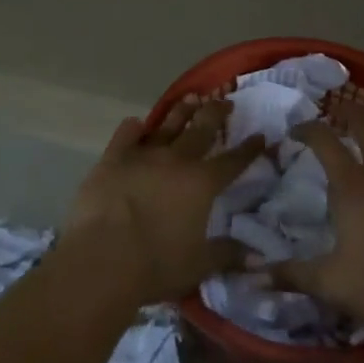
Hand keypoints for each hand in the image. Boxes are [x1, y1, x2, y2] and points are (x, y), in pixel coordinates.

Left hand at [67, 98, 265, 305]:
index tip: (260, 135)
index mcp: (202, 183)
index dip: (249, 149)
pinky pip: (127, 133)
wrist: (103, 259)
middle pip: (202, 129)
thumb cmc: (156, 265)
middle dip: (217, 113)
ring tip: (192, 97)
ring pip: (168, 124)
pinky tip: (138, 124)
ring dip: (182, 110)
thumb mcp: (199, 265)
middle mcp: (177, 160)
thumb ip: (228, 255)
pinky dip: (134, 127)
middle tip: (225, 101)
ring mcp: (143, 154)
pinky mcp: (113, 158)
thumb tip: (258, 257)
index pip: (233, 161)